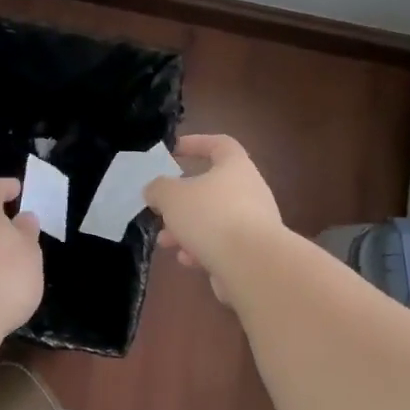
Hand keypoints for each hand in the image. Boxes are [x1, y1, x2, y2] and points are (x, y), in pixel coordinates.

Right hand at [143, 134, 283, 299]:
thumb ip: (158, 188)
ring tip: (165, 241)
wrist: (253, 266)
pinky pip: (223, 244)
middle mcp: (250, 191)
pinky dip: (202, 249)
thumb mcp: (172, 196)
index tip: (174, 151)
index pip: (220, 144)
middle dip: (182, 201)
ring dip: (187, 229)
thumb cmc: (211, 217)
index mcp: (235, 167)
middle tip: (161, 209)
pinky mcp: (254, 253)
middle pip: (212, 188)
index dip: (196, 143)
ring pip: (214, 220)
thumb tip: (154, 190)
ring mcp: (255, 223)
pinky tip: (187, 260)